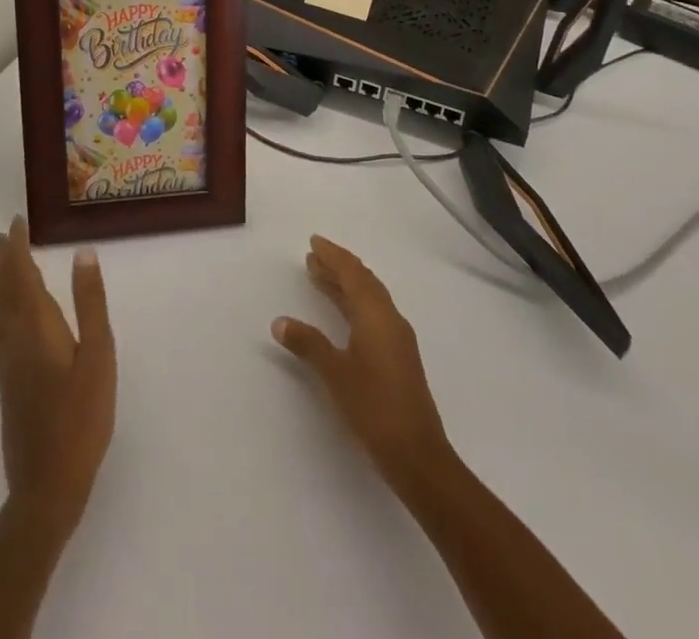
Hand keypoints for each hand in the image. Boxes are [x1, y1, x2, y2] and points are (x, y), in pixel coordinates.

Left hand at [0, 217, 116, 528]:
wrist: (47, 483)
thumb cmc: (81, 416)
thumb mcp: (98, 354)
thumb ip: (90, 303)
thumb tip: (83, 253)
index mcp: (36, 328)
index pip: (22, 276)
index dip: (18, 249)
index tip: (16, 223)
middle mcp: (14, 339)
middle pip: (4, 291)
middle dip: (4, 261)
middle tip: (2, 234)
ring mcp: (7, 363)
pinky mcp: (7, 382)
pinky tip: (0, 313)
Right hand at [272, 235, 452, 493]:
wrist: (418, 455)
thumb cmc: (374, 407)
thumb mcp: (335, 373)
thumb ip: (308, 344)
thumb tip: (280, 321)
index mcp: (376, 314)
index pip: (352, 273)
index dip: (333, 255)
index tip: (314, 242)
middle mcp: (390, 318)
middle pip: (363, 281)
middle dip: (338, 267)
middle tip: (313, 258)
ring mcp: (397, 338)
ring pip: (370, 298)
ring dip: (346, 285)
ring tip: (320, 278)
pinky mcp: (399, 356)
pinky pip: (374, 314)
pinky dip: (355, 304)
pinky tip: (343, 315)